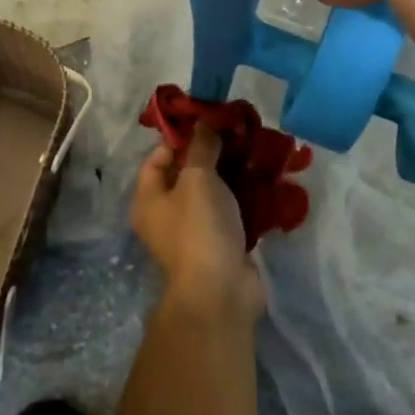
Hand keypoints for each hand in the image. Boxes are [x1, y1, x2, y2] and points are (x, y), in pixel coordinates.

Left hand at [132, 127, 264, 321]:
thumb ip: (201, 147)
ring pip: (213, 193)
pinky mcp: (221, 245)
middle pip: (187, 174)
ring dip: (233, 174)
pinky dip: (246, 197)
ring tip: (255, 151)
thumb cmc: (199, 228)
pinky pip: (232, 212)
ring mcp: (194, 232)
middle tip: (237, 133)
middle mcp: (166, 215)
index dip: (179, 138)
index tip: (207, 122)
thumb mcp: (197, 178)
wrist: (222, 292)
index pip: (157, 158)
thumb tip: (204, 122)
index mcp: (149, 200)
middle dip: (212, 154)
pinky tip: (265, 180)